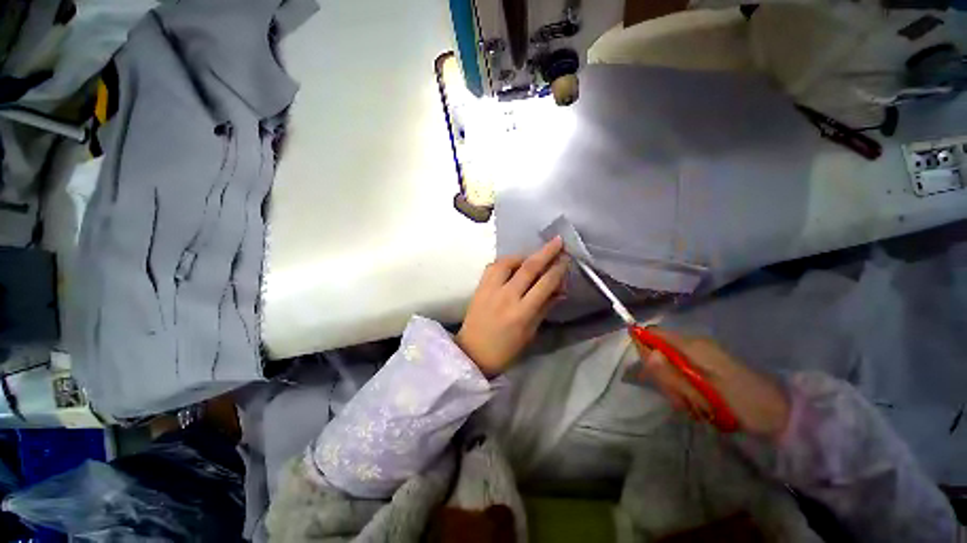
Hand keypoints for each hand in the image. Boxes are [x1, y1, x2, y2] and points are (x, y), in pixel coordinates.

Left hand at [456, 238, 568, 376]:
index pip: (544, 284)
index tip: (566, 259)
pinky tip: (512, 263)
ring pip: (508, 262)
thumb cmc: (505, 349)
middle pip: (528, 268)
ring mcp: (490, 289)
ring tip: (533, 256)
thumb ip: (544, 308)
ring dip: (523, 255)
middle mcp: (506, 296)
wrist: (473, 353)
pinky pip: (493, 266)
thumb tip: (561, 290)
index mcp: (522, 313)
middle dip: (546, 252)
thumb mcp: (530, 333)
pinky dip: (505, 261)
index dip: (557, 270)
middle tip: (557, 241)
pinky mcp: (479, 287)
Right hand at [633, 330, 789, 438]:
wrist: (779, 416)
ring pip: (667, 368)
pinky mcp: (704, 370)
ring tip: (694, 406)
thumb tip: (647, 354)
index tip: (648, 372)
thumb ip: (672, 373)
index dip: (643, 347)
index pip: (652, 334)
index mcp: (692, 345)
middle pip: (657, 353)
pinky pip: (680, 377)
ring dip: (674, 389)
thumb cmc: (742, 402)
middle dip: (662, 377)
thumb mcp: (704, 392)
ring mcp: (699, 358)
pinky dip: (684, 393)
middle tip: (680, 398)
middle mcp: (692, 346)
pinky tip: (699, 405)